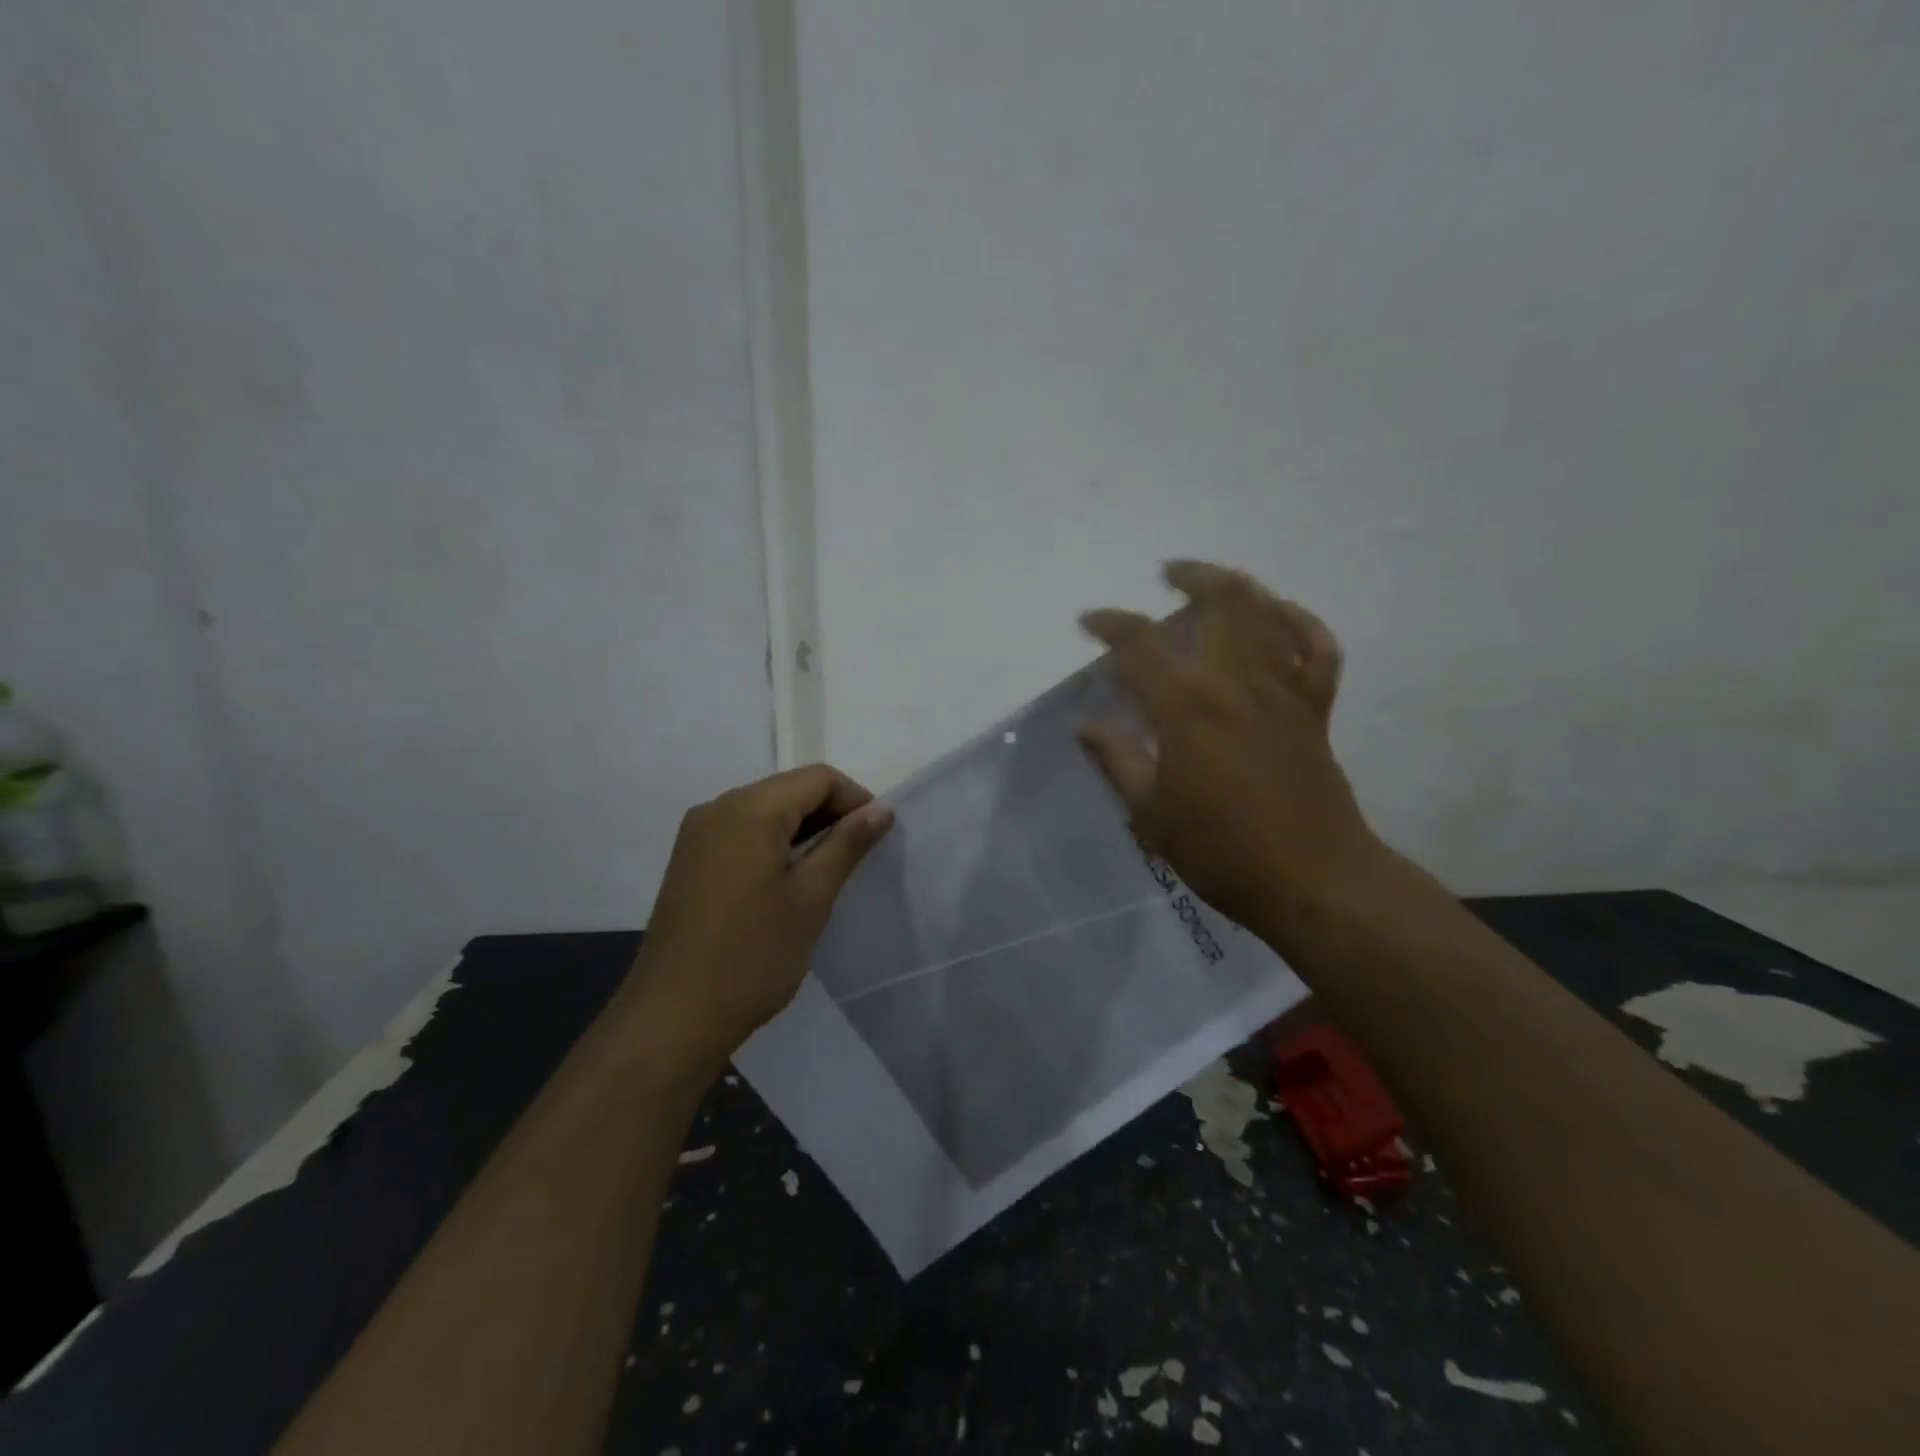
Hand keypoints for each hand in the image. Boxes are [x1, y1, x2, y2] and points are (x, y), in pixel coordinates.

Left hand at [625, 765, 892, 1075]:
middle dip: (831, 813)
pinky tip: (790, 879)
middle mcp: (717, 808)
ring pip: (767, 809)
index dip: (856, 799)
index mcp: (748, 810)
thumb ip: (846, 844)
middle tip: (860, 855)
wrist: (672, 1017)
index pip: (817, 778)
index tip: (878, 836)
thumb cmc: (751, 957)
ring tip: (830, 869)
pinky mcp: (690, 859)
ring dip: (804, 829)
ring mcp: (698, 833)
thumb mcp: (810, 898)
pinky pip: (743, 831)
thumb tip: (881, 809)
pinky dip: (775, 842)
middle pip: (790, 789)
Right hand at [1077, 561, 1383, 944]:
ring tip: (1214, 582)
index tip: (1089, 622)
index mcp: (1188, 706)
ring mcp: (1284, 691)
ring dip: (1240, 587)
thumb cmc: (1221, 850)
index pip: (1140, 644)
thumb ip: (1118, 759)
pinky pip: (1317, 649)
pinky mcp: (1316, 709)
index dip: (1109, 624)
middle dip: (1191, 577)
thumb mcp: (1150, 812)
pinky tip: (1281, 614)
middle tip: (1167, 575)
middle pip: (1221, 601)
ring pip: (1269, 613)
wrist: (1314, 880)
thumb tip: (1088, 726)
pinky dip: (1300, 622)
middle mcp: (1237, 681)